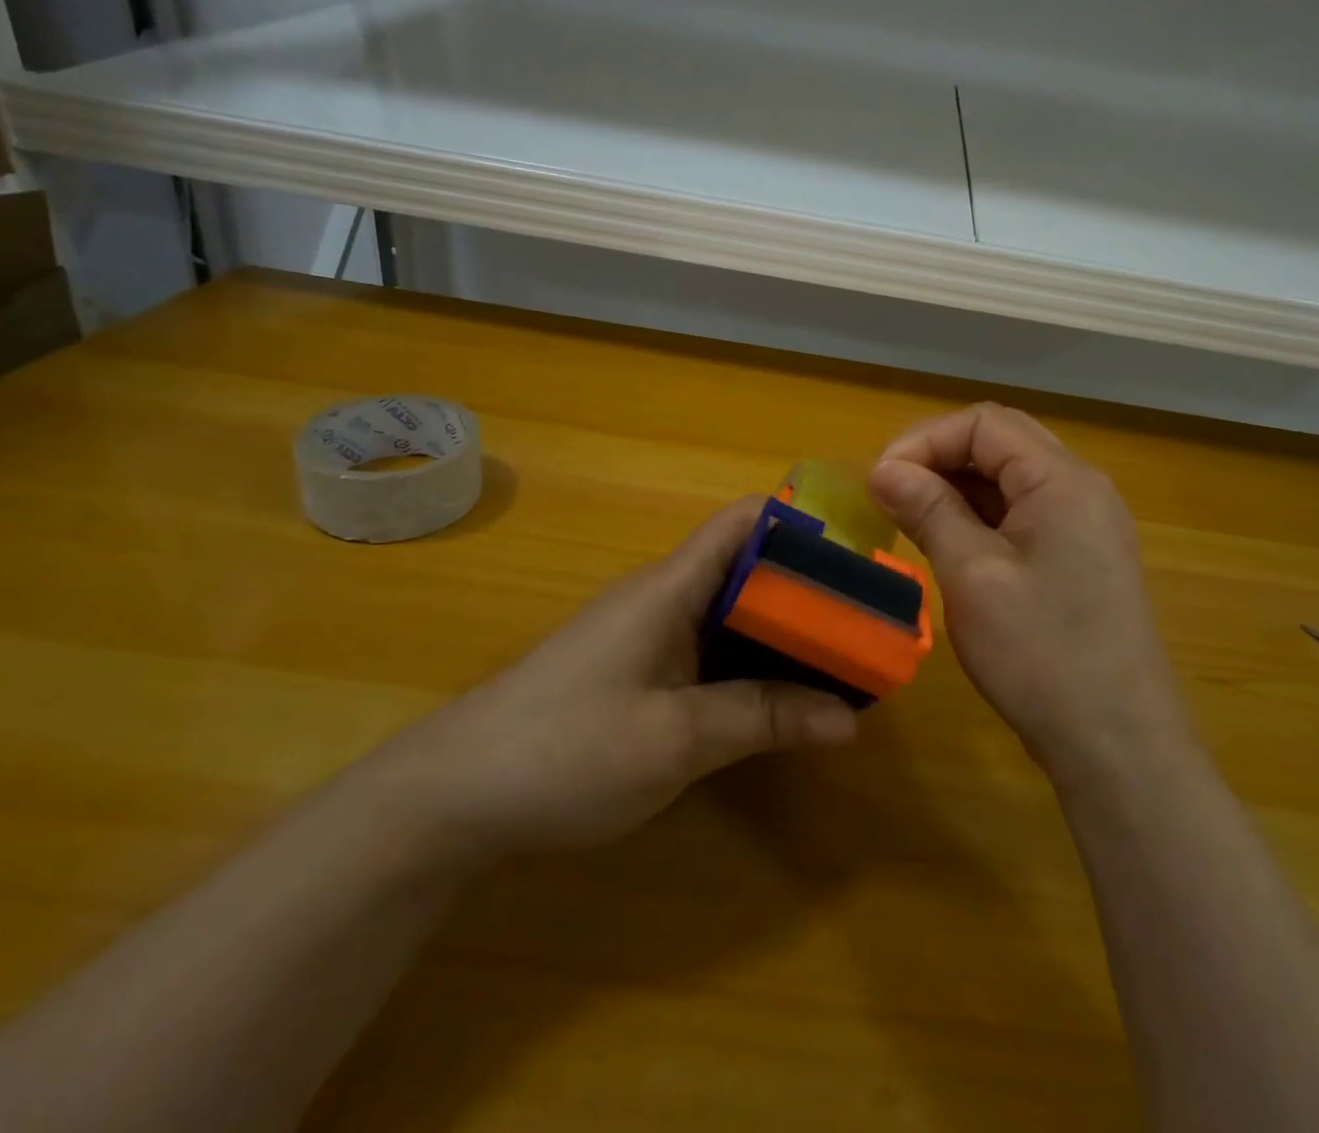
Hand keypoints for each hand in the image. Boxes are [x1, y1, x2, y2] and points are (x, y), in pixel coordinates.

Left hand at [369, 498, 857, 860]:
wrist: (451, 797)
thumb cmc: (565, 750)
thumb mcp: (675, 739)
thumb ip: (762, 719)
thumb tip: (848, 718)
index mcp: (671, 587)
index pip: (744, 521)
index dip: (801, 523)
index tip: (858, 556)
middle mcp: (663, 598)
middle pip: (748, 569)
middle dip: (808, 591)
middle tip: (867, 626)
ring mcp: (647, 635)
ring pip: (731, 614)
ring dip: (782, 634)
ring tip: (841, 663)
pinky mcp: (636, 672)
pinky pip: (709, 651)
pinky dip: (750, 665)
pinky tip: (779, 701)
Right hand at [867, 404, 1191, 778]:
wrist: (1118, 746)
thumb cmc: (1041, 655)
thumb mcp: (972, 575)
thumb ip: (928, 509)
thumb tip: (882, 469)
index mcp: (1062, 480)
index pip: (984, 423)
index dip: (925, 440)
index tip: (881, 479)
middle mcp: (1081, 488)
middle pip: (1000, 443)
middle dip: (938, 458)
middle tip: (891, 493)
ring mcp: (1086, 524)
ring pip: (1010, 479)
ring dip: (956, 487)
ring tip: (910, 518)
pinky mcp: (1080, 557)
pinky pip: (1023, 513)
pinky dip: (979, 516)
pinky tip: (949, 543)